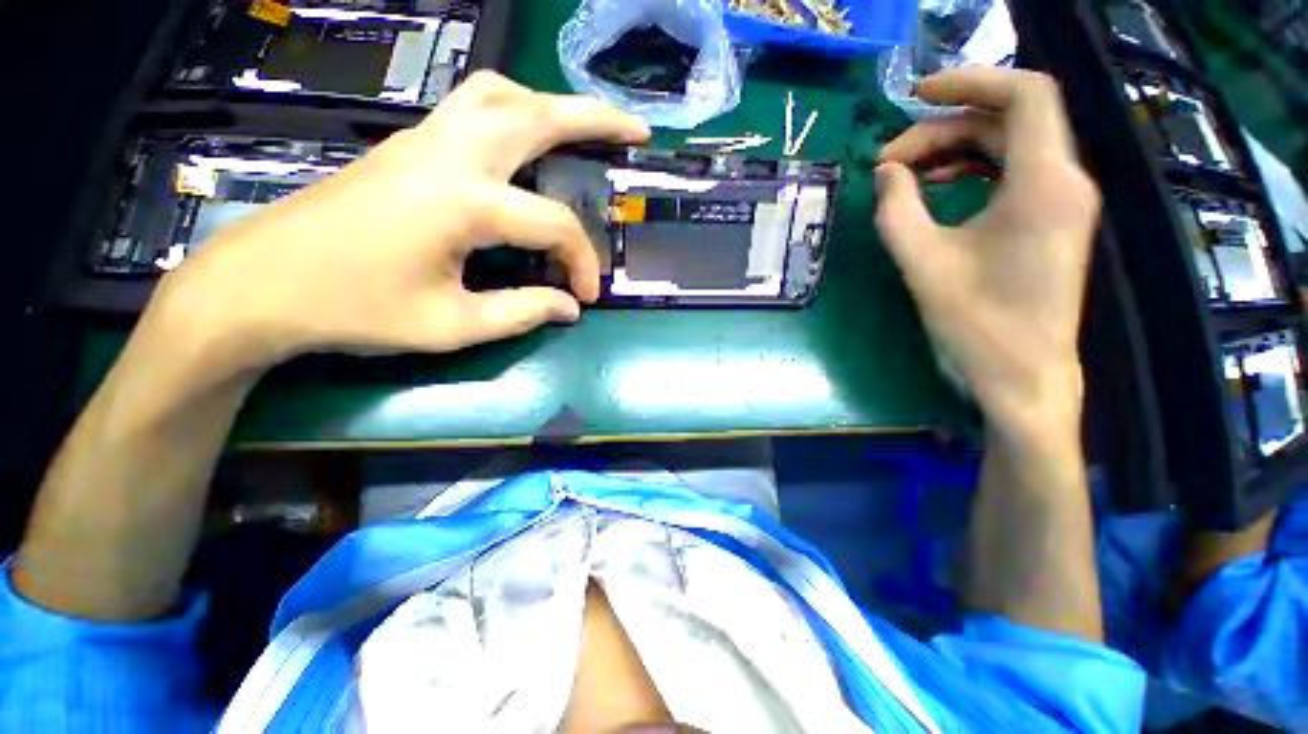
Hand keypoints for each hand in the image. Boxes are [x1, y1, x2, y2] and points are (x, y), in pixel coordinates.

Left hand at [153, 71, 648, 374]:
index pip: (554, 225)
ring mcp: (425, 140)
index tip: (586, 297)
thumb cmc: (355, 309)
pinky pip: (473, 107)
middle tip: (635, 132)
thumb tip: (569, 308)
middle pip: (537, 113)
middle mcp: (451, 154)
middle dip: (596, 118)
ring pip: (500, 94)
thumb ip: (522, 313)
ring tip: (582, 129)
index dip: (582, 263)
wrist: (261, 283)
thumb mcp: (451, 326)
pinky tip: (526, 142)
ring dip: (550, 105)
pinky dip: (514, 112)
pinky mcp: (409, 146)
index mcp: (465, 203)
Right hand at [875, 68, 1100, 442]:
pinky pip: (1014, 170)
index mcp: (1044, 183)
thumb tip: (886, 172)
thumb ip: (897, 210)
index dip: (969, 81)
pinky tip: (939, 185)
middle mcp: (1065, 180)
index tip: (916, 94)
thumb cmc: (976, 324)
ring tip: (906, 173)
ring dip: (956, 147)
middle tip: (890, 161)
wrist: (1023, 374)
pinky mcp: (1051, 219)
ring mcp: (1062, 200)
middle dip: (944, 128)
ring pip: (1010, 143)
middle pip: (1008, 119)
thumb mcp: (923, 264)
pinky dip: (974, 167)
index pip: (1023, 94)